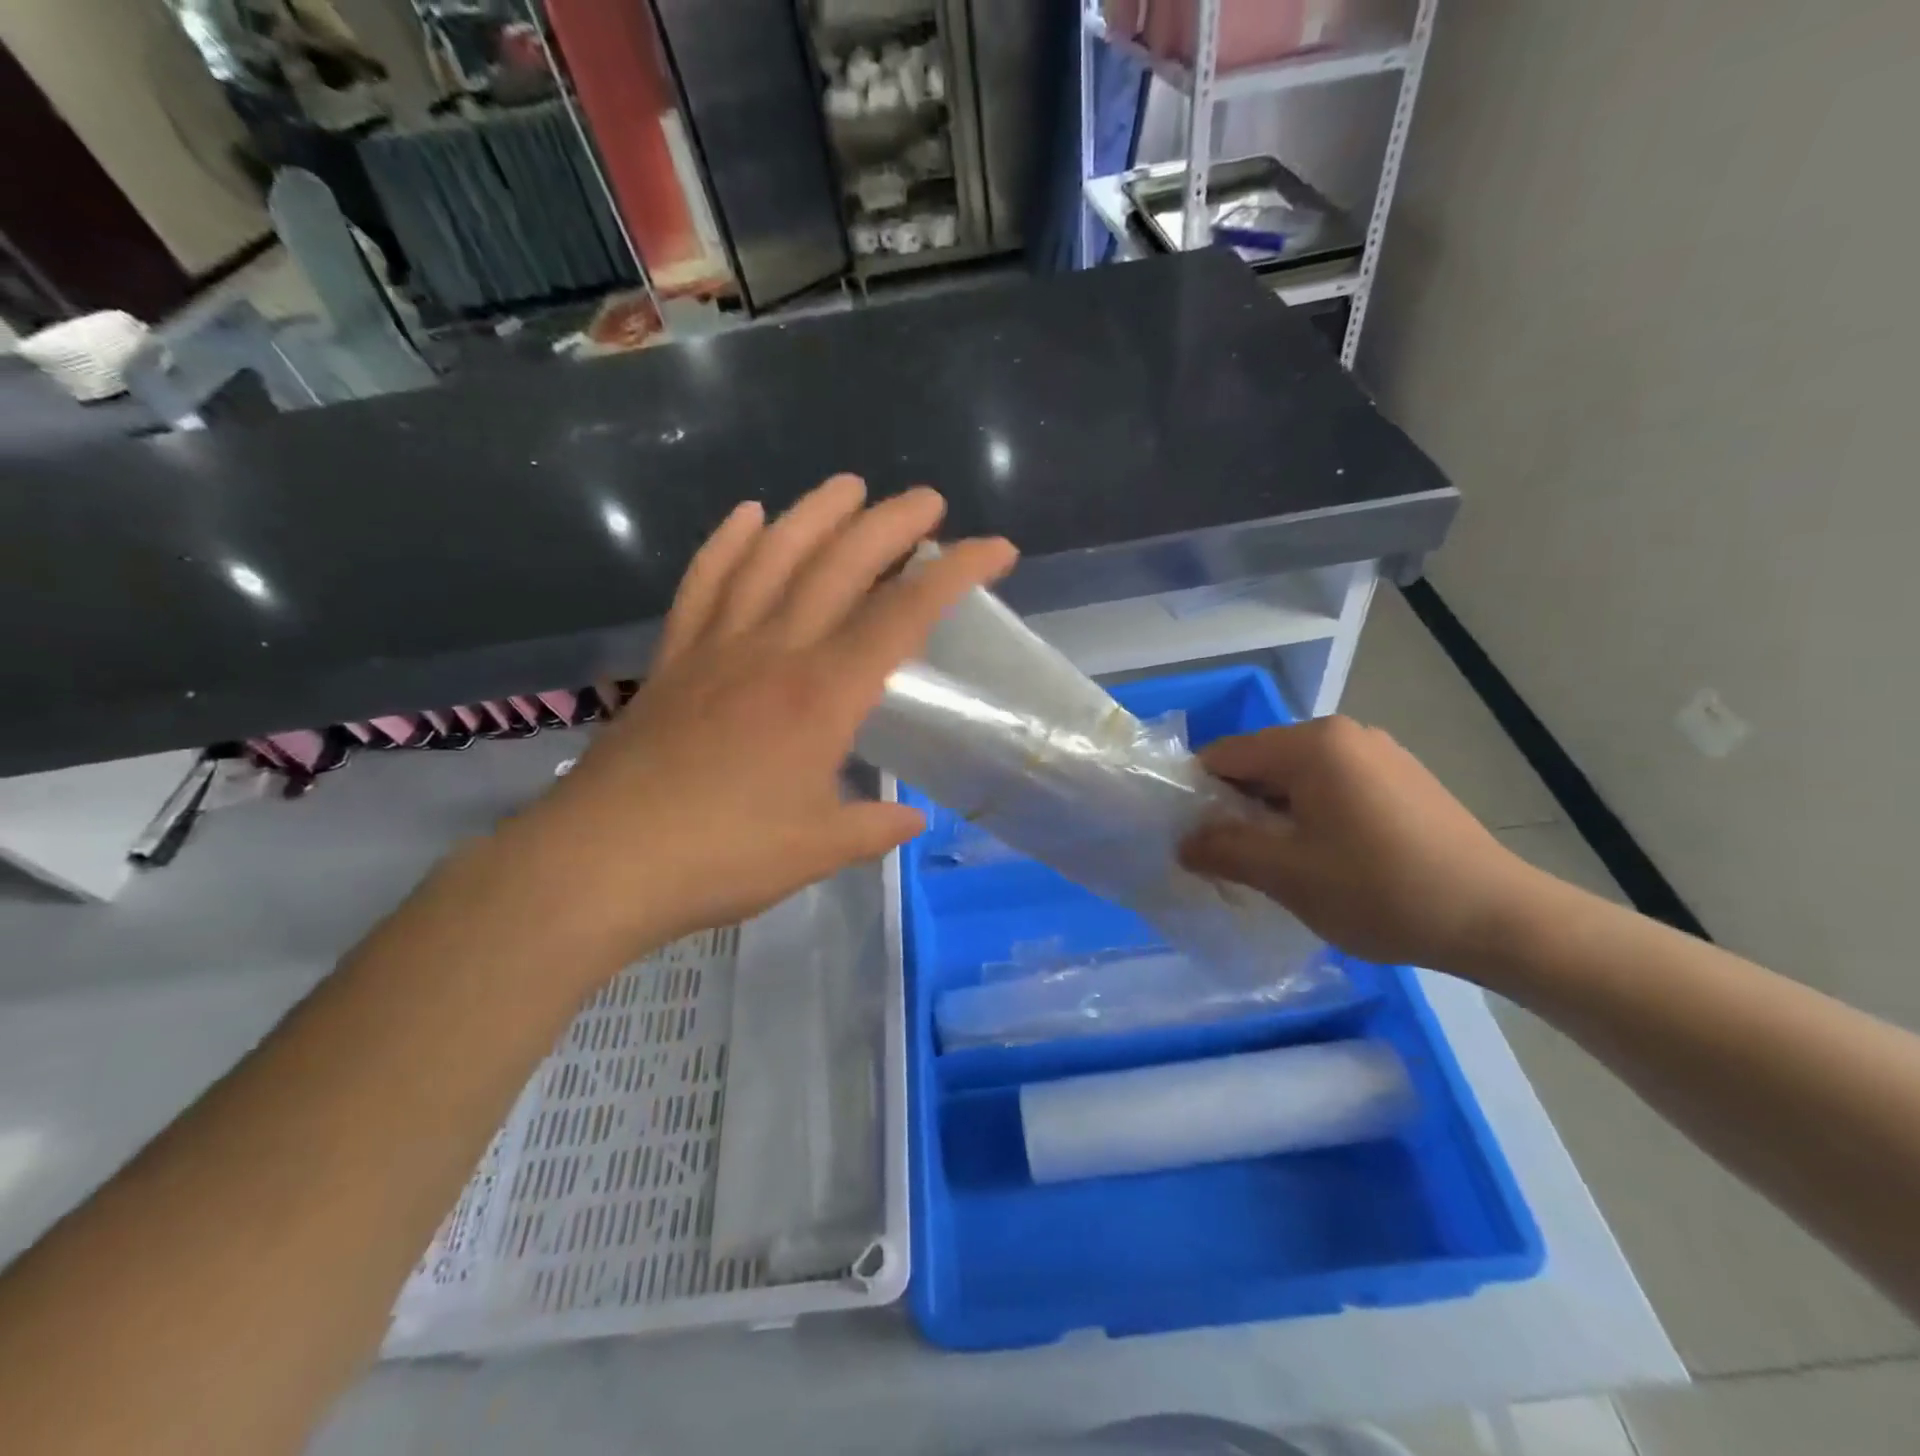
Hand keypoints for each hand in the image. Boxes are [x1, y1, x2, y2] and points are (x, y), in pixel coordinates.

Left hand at [507, 474, 1015, 958]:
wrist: (602, 861)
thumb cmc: (723, 857)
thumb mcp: (818, 850)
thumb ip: (873, 828)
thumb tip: (912, 819)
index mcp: (823, 695)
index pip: (904, 616)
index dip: (955, 572)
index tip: (996, 548)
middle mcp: (775, 651)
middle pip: (840, 565)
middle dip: (891, 524)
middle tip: (926, 500)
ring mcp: (717, 646)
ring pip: (772, 556)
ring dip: (815, 513)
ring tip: (848, 485)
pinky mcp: (674, 657)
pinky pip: (704, 583)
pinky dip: (727, 543)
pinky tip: (747, 515)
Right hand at [1179, 716, 1545, 969]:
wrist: (1498, 919)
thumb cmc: (1380, 890)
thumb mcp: (1286, 874)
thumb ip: (1223, 850)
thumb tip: (1182, 842)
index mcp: (1312, 744)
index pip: (1225, 754)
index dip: (1198, 795)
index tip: (1193, 839)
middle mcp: (1345, 733)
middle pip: (1262, 763)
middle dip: (1238, 807)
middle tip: (1234, 859)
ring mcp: (1380, 753)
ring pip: (1298, 778)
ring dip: (1275, 815)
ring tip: (1281, 865)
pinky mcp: (1404, 778)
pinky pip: (1334, 787)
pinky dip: (1313, 815)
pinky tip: (1328, 859)